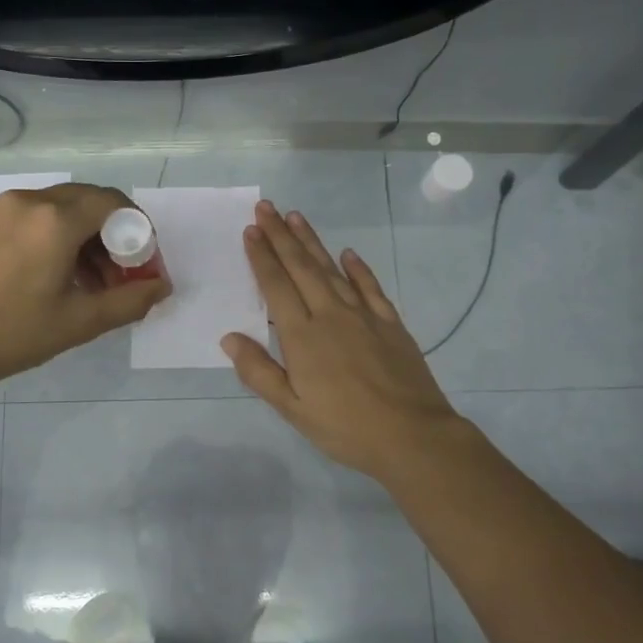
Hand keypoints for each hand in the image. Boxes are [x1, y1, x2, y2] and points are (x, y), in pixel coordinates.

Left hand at [0, 183, 170, 396]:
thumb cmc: (12, 333)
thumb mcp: (79, 322)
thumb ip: (129, 301)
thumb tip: (162, 287)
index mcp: (55, 220)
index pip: (114, 203)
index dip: (139, 230)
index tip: (144, 263)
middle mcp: (32, 201)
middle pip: (91, 202)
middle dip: (116, 235)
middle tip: (123, 275)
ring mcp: (7, 209)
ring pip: (66, 209)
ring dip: (90, 238)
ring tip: (96, 284)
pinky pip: (41, 217)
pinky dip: (63, 237)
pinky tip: (63, 276)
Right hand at [222, 200, 462, 481]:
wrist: (412, 436)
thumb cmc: (345, 427)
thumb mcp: (292, 408)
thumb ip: (259, 371)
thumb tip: (229, 338)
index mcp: (302, 336)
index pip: (276, 286)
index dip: (262, 257)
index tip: (251, 230)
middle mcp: (330, 315)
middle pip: (301, 267)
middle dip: (281, 235)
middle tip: (267, 207)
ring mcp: (364, 316)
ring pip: (332, 270)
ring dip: (313, 242)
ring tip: (297, 216)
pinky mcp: (390, 323)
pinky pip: (370, 287)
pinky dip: (358, 268)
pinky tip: (349, 254)